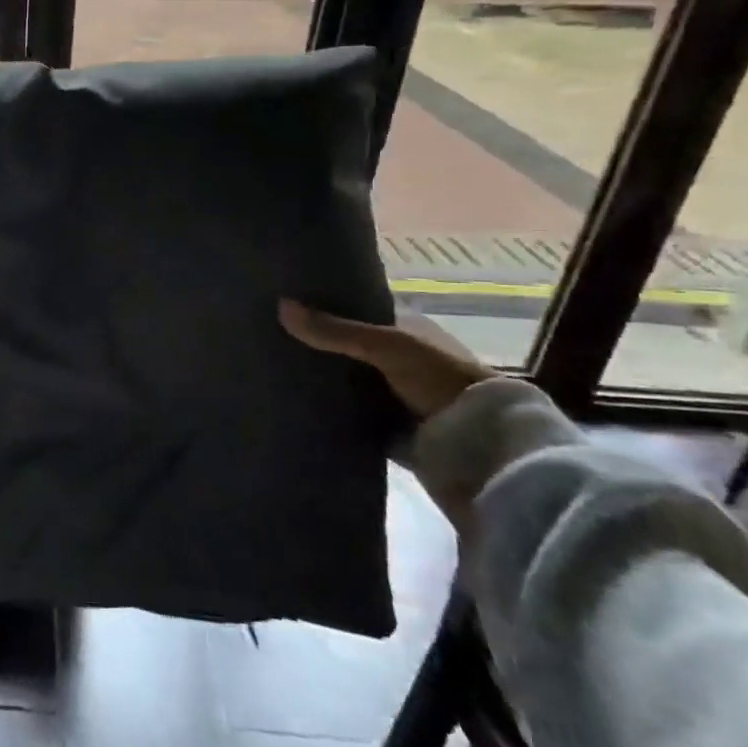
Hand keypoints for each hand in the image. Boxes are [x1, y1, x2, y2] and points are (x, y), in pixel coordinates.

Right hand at [278, 298, 493, 420]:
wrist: (479, 444)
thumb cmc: (439, 379)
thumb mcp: (386, 346)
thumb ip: (335, 330)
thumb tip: (280, 305)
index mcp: (406, 329)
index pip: (358, 309)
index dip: (326, 304)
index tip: (286, 302)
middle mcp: (398, 357)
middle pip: (346, 345)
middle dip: (315, 343)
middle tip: (268, 336)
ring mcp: (392, 392)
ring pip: (343, 378)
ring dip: (318, 377)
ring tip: (270, 367)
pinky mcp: (385, 424)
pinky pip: (346, 410)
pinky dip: (325, 406)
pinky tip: (292, 400)